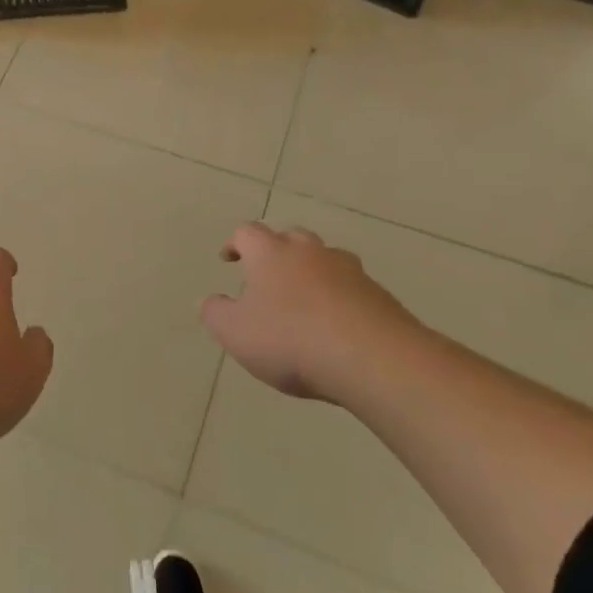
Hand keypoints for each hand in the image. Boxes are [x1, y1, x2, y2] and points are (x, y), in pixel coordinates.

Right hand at [200, 223, 428, 401]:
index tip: (229, 259)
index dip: (235, 244)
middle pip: (291, 238)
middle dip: (277, 252)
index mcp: (271, 253)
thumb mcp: (234, 332)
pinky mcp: (380, 296)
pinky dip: (340, 299)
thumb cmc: (290, 339)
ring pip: (326, 260)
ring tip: (305, 301)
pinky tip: (336, 327)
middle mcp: (310, 253)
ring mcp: (350, 271)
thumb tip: (212, 300)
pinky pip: (352, 289)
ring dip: (313, 273)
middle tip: (268, 277)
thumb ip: (216, 313)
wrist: (373, 358)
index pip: (248, 233)